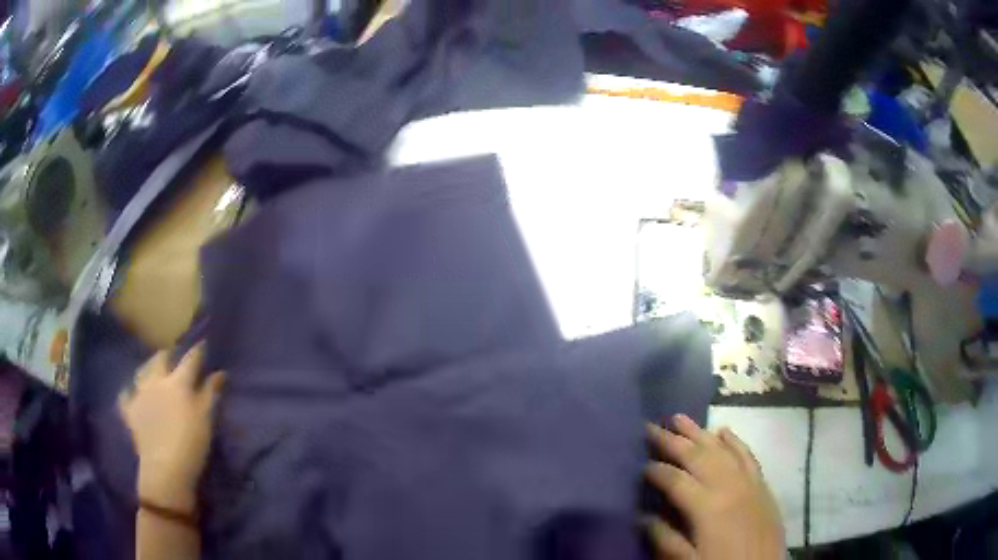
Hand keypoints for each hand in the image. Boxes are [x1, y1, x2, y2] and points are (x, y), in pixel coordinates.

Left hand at [119, 343, 224, 513]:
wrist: (165, 469)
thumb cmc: (191, 444)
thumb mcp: (206, 419)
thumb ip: (211, 394)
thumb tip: (219, 373)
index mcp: (177, 382)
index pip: (190, 360)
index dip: (197, 351)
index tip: (202, 344)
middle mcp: (156, 381)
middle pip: (160, 358)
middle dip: (168, 355)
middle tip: (174, 359)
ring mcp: (140, 394)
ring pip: (141, 371)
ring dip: (148, 368)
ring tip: (153, 372)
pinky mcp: (130, 411)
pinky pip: (126, 395)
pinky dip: (129, 392)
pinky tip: (132, 393)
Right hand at [645, 415, 783, 559]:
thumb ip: (666, 539)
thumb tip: (643, 517)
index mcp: (707, 507)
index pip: (675, 481)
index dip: (656, 471)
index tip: (641, 465)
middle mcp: (728, 486)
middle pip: (697, 456)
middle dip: (672, 441)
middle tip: (651, 427)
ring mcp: (748, 481)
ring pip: (721, 449)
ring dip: (699, 433)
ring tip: (680, 418)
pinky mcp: (761, 484)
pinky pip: (747, 455)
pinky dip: (734, 441)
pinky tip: (723, 430)